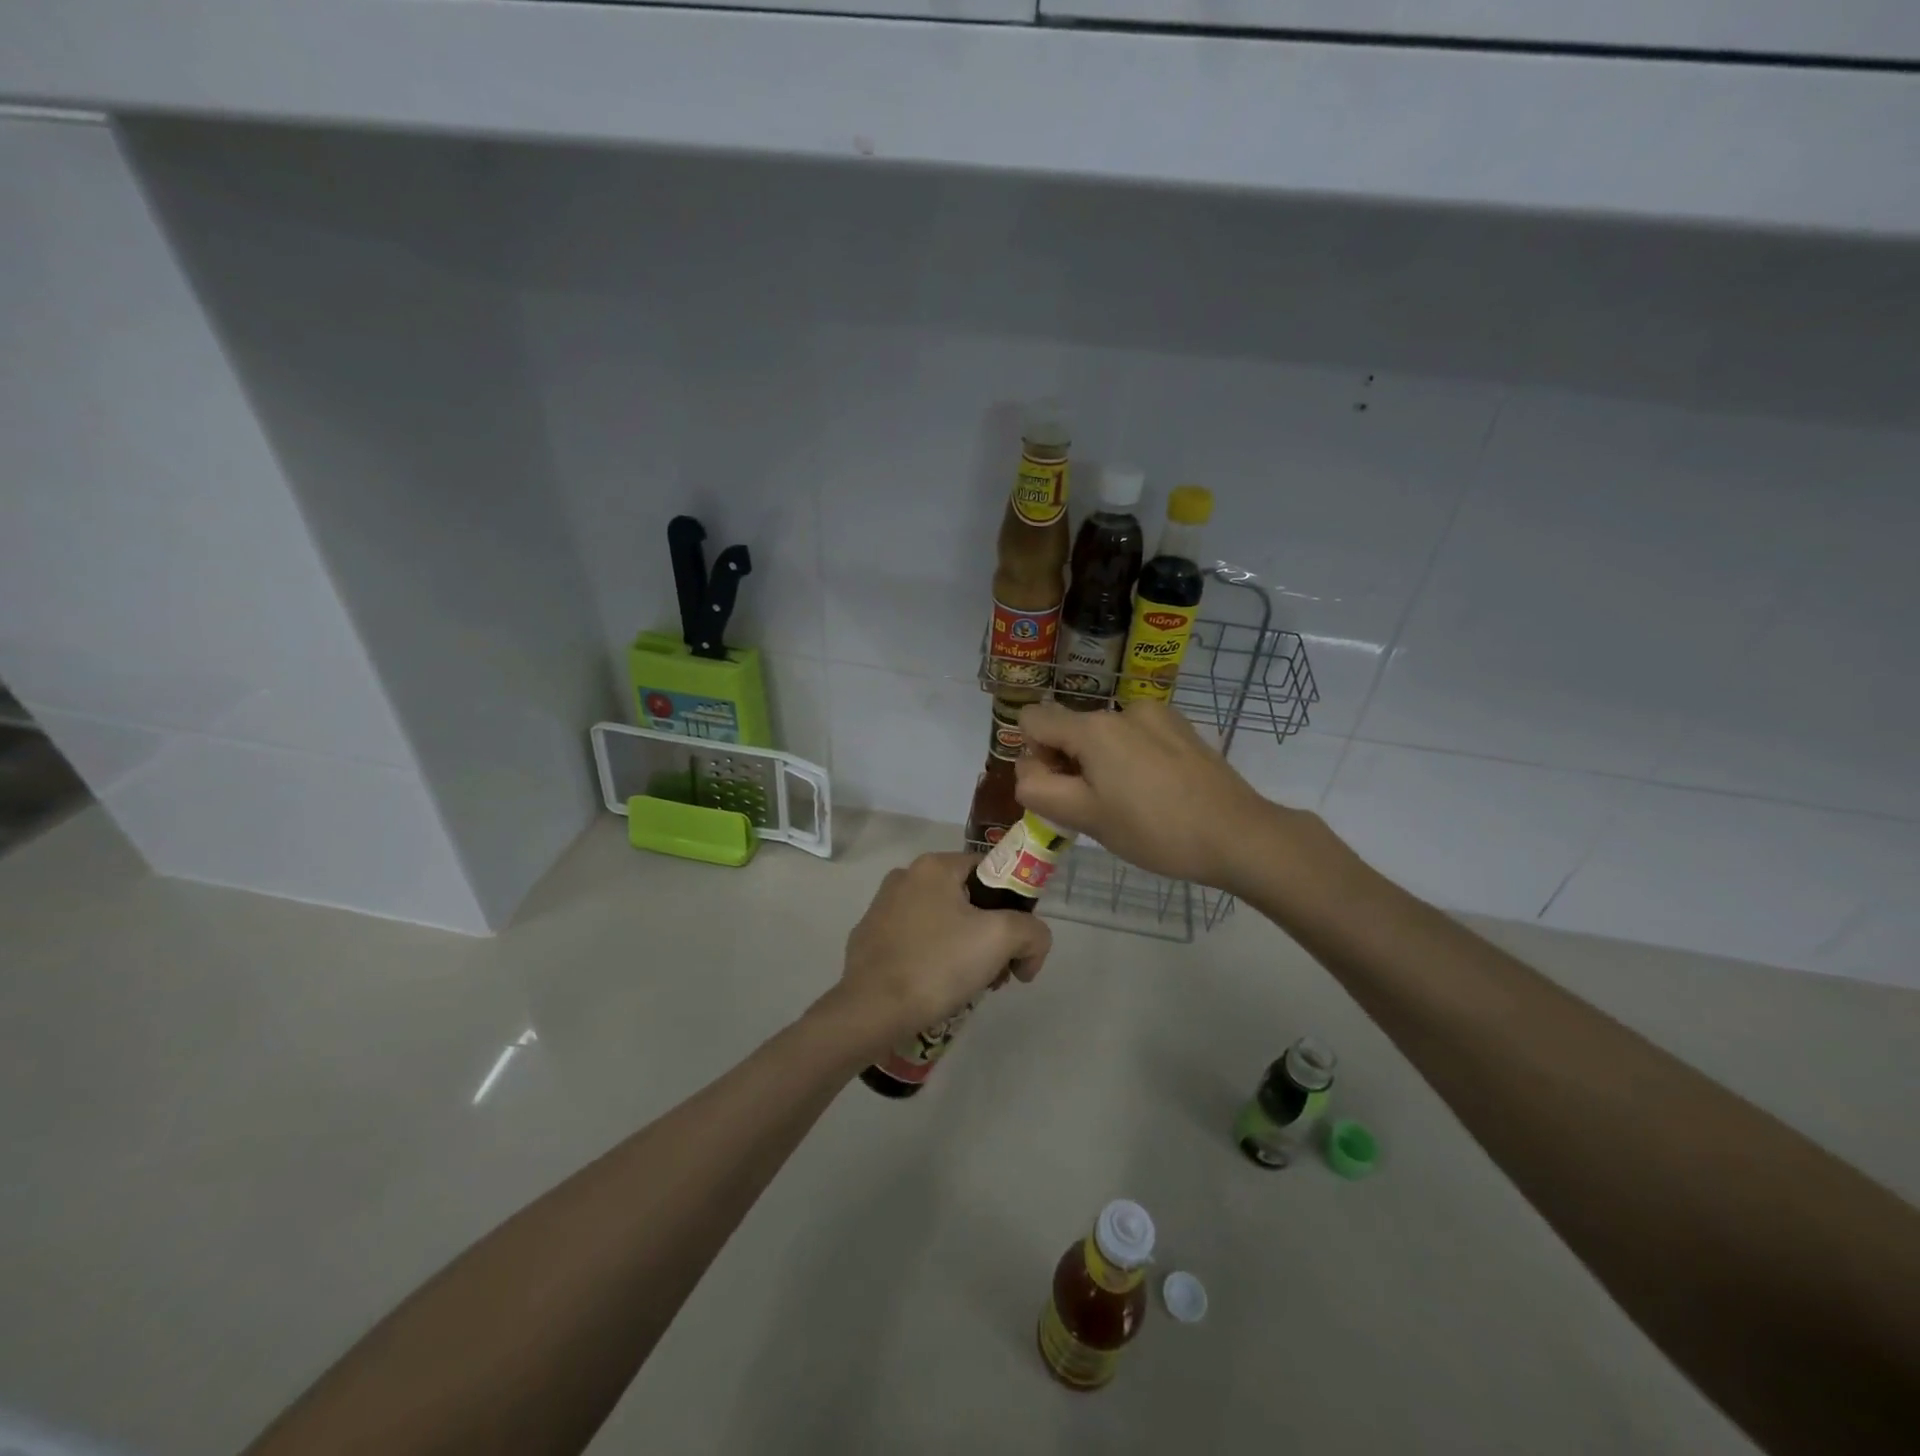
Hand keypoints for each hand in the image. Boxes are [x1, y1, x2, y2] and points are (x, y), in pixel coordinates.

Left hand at [823, 852, 1051, 1055]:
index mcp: (934, 866)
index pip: (990, 872)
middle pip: (967, 899)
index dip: (1013, 905)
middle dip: (990, 934)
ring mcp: (881, 908)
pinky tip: (935, 989)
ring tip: (968, 986)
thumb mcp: (1001, 939)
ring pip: (941, 922)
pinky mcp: (869, 938)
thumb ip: (1032, 932)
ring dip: (963, 948)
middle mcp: (904, 877)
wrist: (871, 1011)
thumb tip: (1031, 948)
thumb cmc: (938, 965)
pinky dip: (932, 959)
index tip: (1017, 943)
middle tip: (997, 972)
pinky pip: (915, 941)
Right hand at [1015, 699, 1278, 890]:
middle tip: (1095, 808)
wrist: (1238, 835)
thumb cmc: (1155, 831)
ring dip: (1101, 763)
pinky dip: (1131, 758)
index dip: (1033, 755)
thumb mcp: (1085, 818)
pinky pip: (1136, 736)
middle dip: (1068, 763)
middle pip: (1070, 728)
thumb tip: (1028, 772)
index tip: (1060, 789)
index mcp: (1093, 728)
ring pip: (1104, 735)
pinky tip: (1157, 791)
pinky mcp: (1181, 728)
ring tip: (1131, 803)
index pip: (1032, 720)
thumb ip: (1039, 790)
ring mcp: (1156, 715)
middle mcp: (1121, 709)